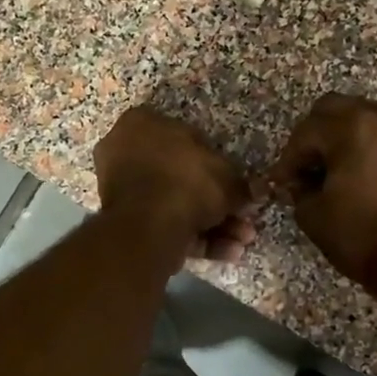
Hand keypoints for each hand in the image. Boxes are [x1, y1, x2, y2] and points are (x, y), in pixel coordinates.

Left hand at [93, 105, 261, 263]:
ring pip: (174, 204)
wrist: (148, 227)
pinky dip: (196, 239)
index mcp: (142, 124)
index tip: (235, 186)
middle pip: (181, 177)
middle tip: (243, 219)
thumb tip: (256, 192)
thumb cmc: (186, 182)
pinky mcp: (123, 223)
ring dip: (213, 224)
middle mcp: (125, 151)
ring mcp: (120, 189)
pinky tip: (228, 252)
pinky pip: (165, 224)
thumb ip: (241, 184)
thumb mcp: (227, 177)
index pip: (187, 138)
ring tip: (242, 242)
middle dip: (217, 202)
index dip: (217, 164)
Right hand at [268, 94, 376, 283]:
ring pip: (365, 117)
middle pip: (335, 109)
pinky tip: (364, 174)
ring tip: (337, 170)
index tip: (282, 181)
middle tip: (307, 166)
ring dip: (345, 137)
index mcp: (350, 126)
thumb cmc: (359, 232)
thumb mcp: (313, 213)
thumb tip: (302, 182)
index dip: (289, 158)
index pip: (306, 132)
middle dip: (315, 135)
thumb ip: (299, 188)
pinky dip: (371, 146)